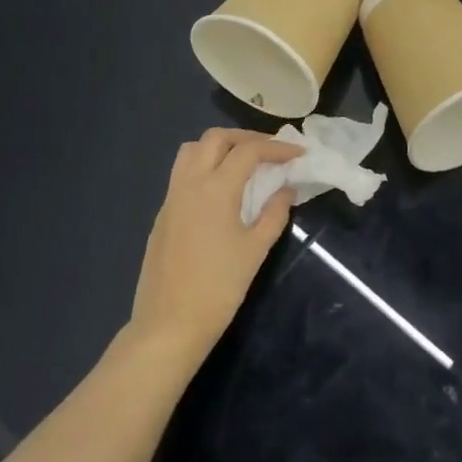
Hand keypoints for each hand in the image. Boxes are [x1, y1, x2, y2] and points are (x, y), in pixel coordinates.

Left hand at [130, 128, 302, 366]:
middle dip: (245, 138)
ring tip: (243, 164)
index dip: (277, 148)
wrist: (169, 323)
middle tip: (269, 152)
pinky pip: (182, 173)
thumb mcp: (256, 250)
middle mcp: (189, 183)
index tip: (298, 154)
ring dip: (219, 147)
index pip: (249, 151)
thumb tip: (286, 190)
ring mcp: (171, 197)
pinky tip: (221, 191)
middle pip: (215, 139)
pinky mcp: (162, 214)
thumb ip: (274, 213)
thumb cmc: (219, 287)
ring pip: (191, 150)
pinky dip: (204, 166)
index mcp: (215, 189)